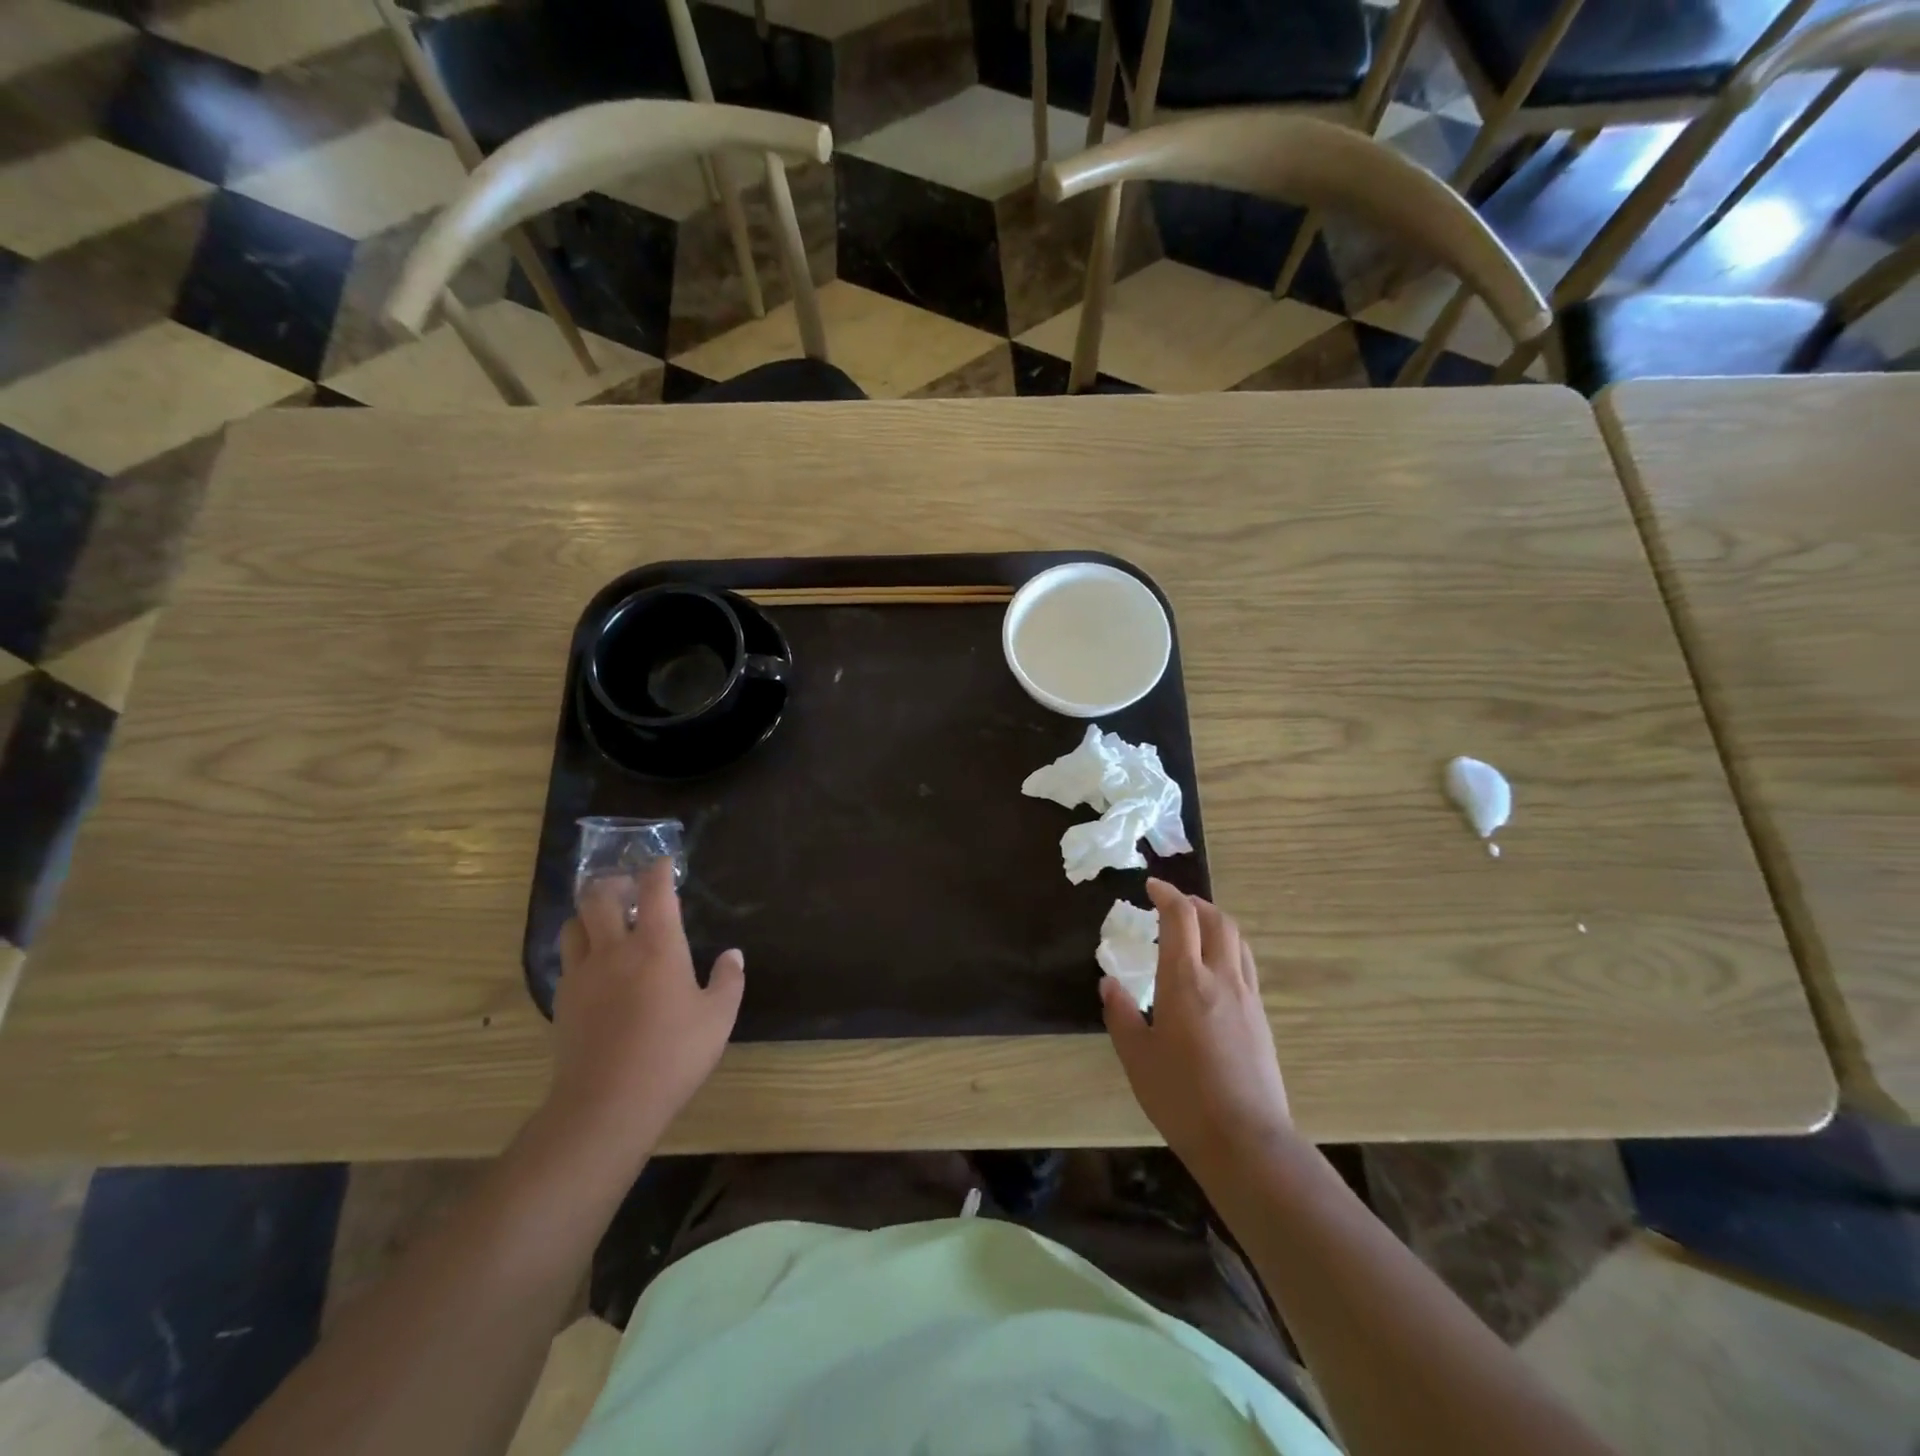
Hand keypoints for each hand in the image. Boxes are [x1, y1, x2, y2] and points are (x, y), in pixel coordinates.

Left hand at [551, 862, 743, 1155]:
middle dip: (614, 882)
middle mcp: (614, 949)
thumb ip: (728, 980)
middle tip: (629, 887)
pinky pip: (567, 959)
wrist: (607, 1104)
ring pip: (573, 925)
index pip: (655, 890)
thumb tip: (732, 954)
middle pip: (599, 897)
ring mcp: (582, 974)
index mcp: (657, 946)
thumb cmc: (673, 1055)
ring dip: (589, 914)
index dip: (658, 870)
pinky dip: (580, 949)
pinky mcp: (564, 1000)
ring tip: (606, 921)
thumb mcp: (718, 1018)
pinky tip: (596, 966)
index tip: (663, 863)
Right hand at [1101, 879, 1290, 1170]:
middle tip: (1173, 904)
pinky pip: (1245, 966)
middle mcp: (1220, 978)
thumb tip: (1109, 983)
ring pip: (1237, 940)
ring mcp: (1247, 997)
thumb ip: (1121, 1014)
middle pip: (1217, 920)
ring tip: (1195, 930)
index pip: (1180, 918)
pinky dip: (1228, 950)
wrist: (1246, 1141)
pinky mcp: (1261, 1018)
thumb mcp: (1136, 1057)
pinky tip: (1213, 972)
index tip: (1151, 886)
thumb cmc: (1181, 1097)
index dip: (1167, 894)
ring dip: (1215, 923)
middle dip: (1195, 903)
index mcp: (1184, 980)